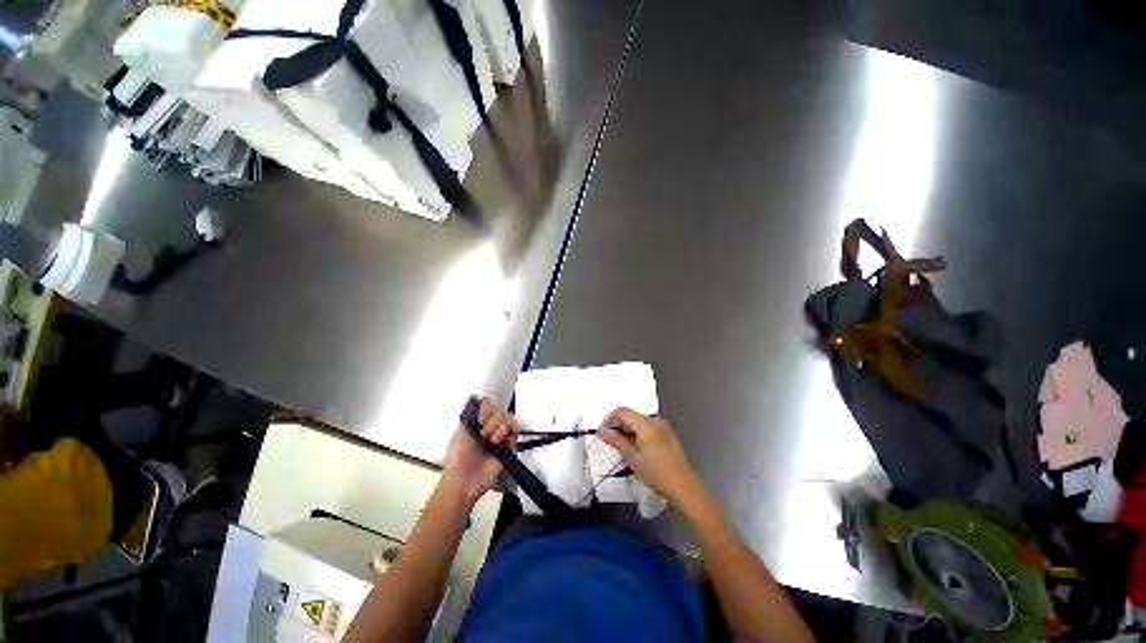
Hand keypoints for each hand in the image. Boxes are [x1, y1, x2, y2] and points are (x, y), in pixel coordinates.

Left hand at [441, 398, 514, 504]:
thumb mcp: (459, 434)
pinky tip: (501, 441)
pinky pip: (516, 430)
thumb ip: (470, 416)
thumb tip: (476, 398)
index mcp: (476, 421)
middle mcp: (489, 425)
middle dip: (492, 420)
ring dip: (500, 427)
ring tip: (493, 441)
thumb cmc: (457, 460)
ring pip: (508, 418)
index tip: (481, 419)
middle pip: (499, 409)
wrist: (465, 482)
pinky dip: (510, 432)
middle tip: (484, 435)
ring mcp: (499, 434)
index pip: (487, 404)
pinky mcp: (509, 445)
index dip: (486, 408)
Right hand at [597, 408, 704, 505]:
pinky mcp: (667, 435)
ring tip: (622, 448)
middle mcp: (655, 421)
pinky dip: (637, 434)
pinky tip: (636, 449)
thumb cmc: (656, 472)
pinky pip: (647, 428)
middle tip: (610, 440)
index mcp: (645, 423)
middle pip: (630, 415)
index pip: (622, 411)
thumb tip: (601, 431)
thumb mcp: (632, 457)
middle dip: (618, 425)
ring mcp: (662, 427)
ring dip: (627, 430)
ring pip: (638, 422)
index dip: (609, 420)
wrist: (682, 487)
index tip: (602, 433)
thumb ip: (615, 440)